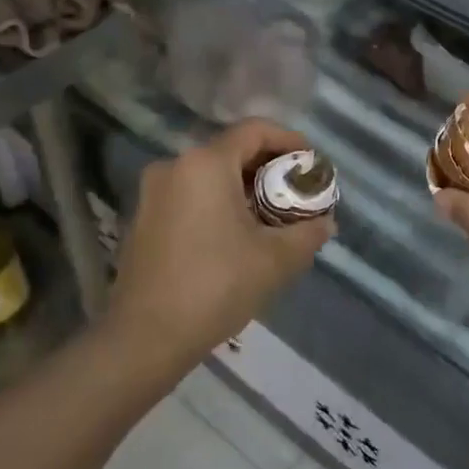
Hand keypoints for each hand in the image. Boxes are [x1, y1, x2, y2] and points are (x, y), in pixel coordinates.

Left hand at [106, 119, 333, 369]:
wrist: (144, 338)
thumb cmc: (215, 286)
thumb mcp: (275, 259)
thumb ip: (307, 233)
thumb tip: (325, 222)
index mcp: (205, 163)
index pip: (255, 130)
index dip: (289, 141)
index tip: (311, 164)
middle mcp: (174, 166)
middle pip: (232, 151)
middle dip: (269, 168)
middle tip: (296, 193)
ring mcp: (152, 193)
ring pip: (209, 175)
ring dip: (243, 188)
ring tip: (272, 216)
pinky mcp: (142, 219)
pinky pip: (190, 195)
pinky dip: (217, 203)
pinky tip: (236, 234)